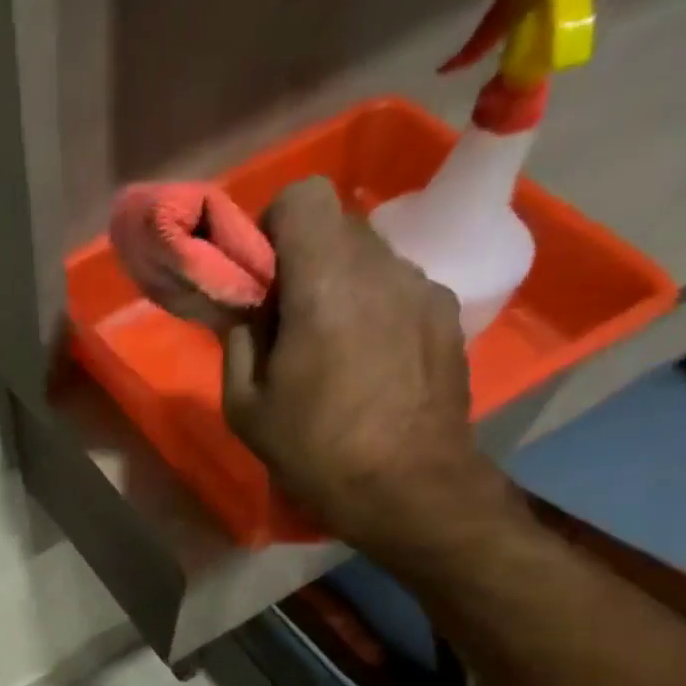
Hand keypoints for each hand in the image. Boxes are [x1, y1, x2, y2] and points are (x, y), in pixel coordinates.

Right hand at [221, 179, 514, 566]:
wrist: (410, 489)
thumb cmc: (315, 451)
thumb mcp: (244, 407)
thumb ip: (239, 341)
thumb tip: (246, 309)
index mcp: (325, 283)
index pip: (303, 196)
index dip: (272, 224)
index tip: (260, 274)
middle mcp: (381, 268)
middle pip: (335, 224)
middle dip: (302, 258)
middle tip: (285, 317)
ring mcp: (422, 288)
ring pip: (368, 255)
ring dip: (338, 283)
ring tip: (327, 347)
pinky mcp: (445, 313)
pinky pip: (396, 288)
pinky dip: (372, 306)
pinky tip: (366, 362)